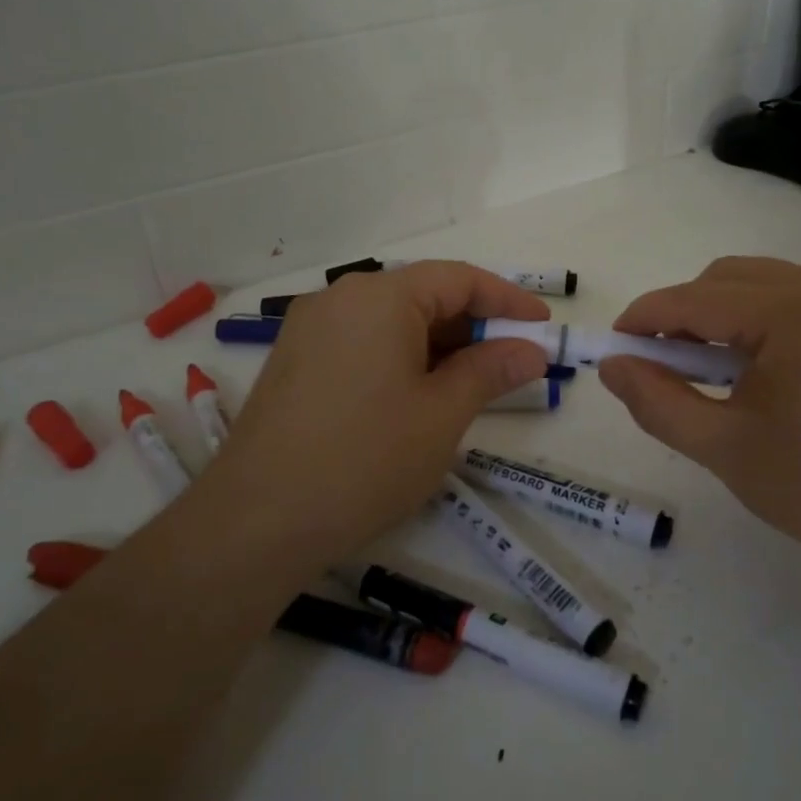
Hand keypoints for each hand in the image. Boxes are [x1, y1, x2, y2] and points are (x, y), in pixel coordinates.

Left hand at [204, 262, 550, 556]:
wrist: (257, 521)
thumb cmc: (366, 460)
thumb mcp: (442, 415)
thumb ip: (490, 371)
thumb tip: (530, 350)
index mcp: (380, 297)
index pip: (458, 279)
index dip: (507, 300)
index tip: (542, 327)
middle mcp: (340, 299)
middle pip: (422, 295)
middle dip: (472, 326)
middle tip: (512, 363)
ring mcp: (310, 330)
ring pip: (390, 322)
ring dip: (437, 345)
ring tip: (470, 385)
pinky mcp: (294, 362)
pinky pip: (361, 343)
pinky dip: (400, 359)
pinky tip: (417, 397)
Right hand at [597, 258, 800, 579]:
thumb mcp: (724, 448)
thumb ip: (656, 402)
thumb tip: (612, 367)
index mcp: (791, 311)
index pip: (694, 299)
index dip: (644, 318)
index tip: (612, 347)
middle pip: (726, 279)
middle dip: (681, 313)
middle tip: (658, 364)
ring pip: (761, 284)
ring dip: (719, 314)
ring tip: (706, 370)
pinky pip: (796, 299)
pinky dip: (759, 320)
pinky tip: (756, 368)